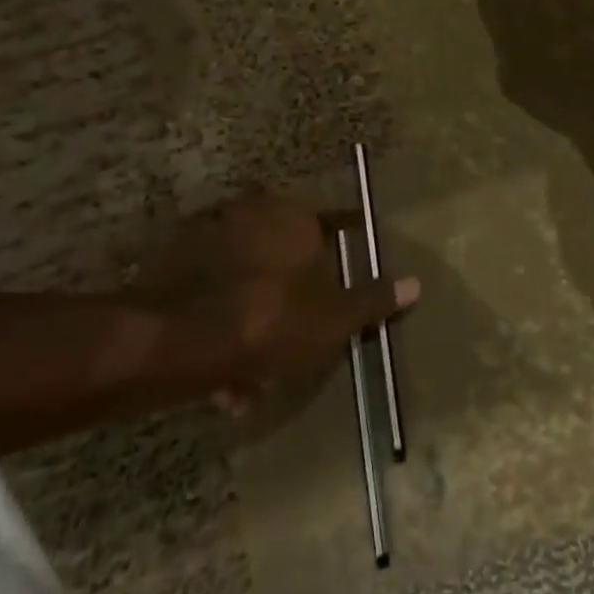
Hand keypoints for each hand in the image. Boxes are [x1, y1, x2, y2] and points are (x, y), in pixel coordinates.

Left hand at [151, 196, 418, 414]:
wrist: (176, 338)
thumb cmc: (270, 320)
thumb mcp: (332, 319)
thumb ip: (372, 300)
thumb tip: (416, 283)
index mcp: (293, 216)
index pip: (332, 221)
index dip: (344, 242)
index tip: (347, 264)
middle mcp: (251, 214)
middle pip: (285, 255)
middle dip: (293, 298)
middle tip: (299, 340)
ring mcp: (210, 236)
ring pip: (247, 280)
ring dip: (256, 322)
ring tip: (255, 379)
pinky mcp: (176, 264)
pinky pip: (214, 296)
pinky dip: (224, 327)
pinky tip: (225, 376)